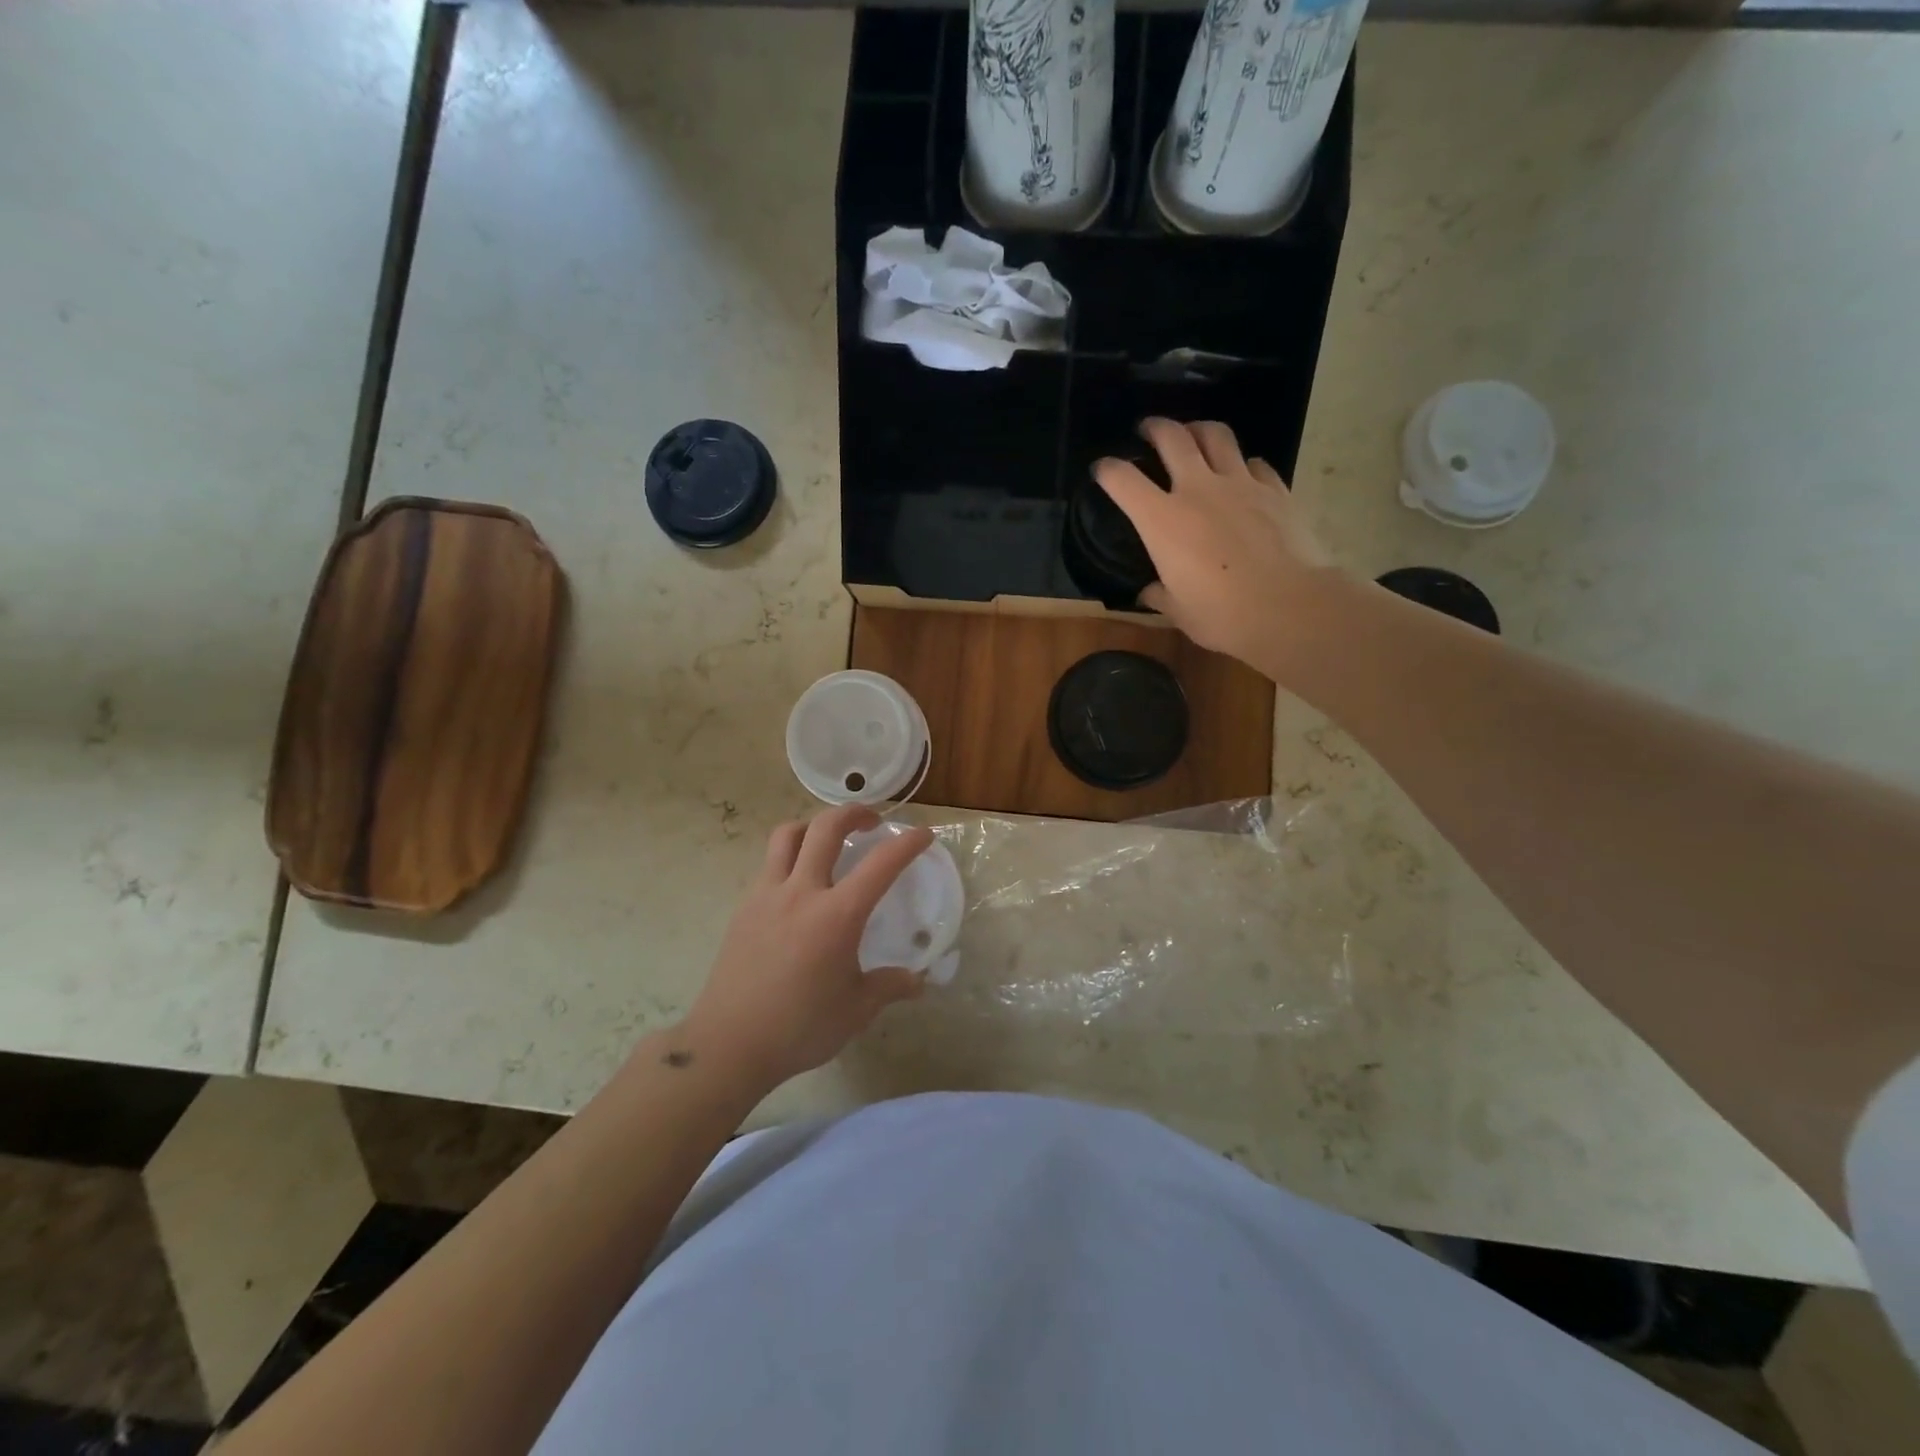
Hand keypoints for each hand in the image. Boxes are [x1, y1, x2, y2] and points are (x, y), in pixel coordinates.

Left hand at [680, 806, 934, 1088]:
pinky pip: (769, 864)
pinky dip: (790, 856)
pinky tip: (799, 884)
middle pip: (826, 827)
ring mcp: (767, 895)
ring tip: (829, 840)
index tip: (924, 835)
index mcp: (837, 915)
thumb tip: (918, 981)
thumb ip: (889, 986)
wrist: (728, 1044)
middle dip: (854, 812)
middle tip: (872, 820)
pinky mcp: (744, 907)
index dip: (907, 844)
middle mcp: (802, 892)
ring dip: (814, 825)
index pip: (881, 864)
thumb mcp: (856, 1010)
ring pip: (788, 835)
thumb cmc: (800, 1027)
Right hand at [1094, 418, 1336, 676]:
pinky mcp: (1276, 490)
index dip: (1108, 471)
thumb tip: (1149, 591)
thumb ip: (1160, 594)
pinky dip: (1243, 463)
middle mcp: (1198, 489)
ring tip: (1194, 435)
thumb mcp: (1178, 611)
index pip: (1123, 480)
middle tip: (1149, 429)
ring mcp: (1240, 484)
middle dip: (1155, 427)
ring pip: (1216, 436)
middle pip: (1173, 438)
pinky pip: (1255, 463)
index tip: (1102, 470)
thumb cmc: (1222, 615)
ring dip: (1200, 430)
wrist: (1288, 607)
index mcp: (1162, 520)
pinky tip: (1242, 474)